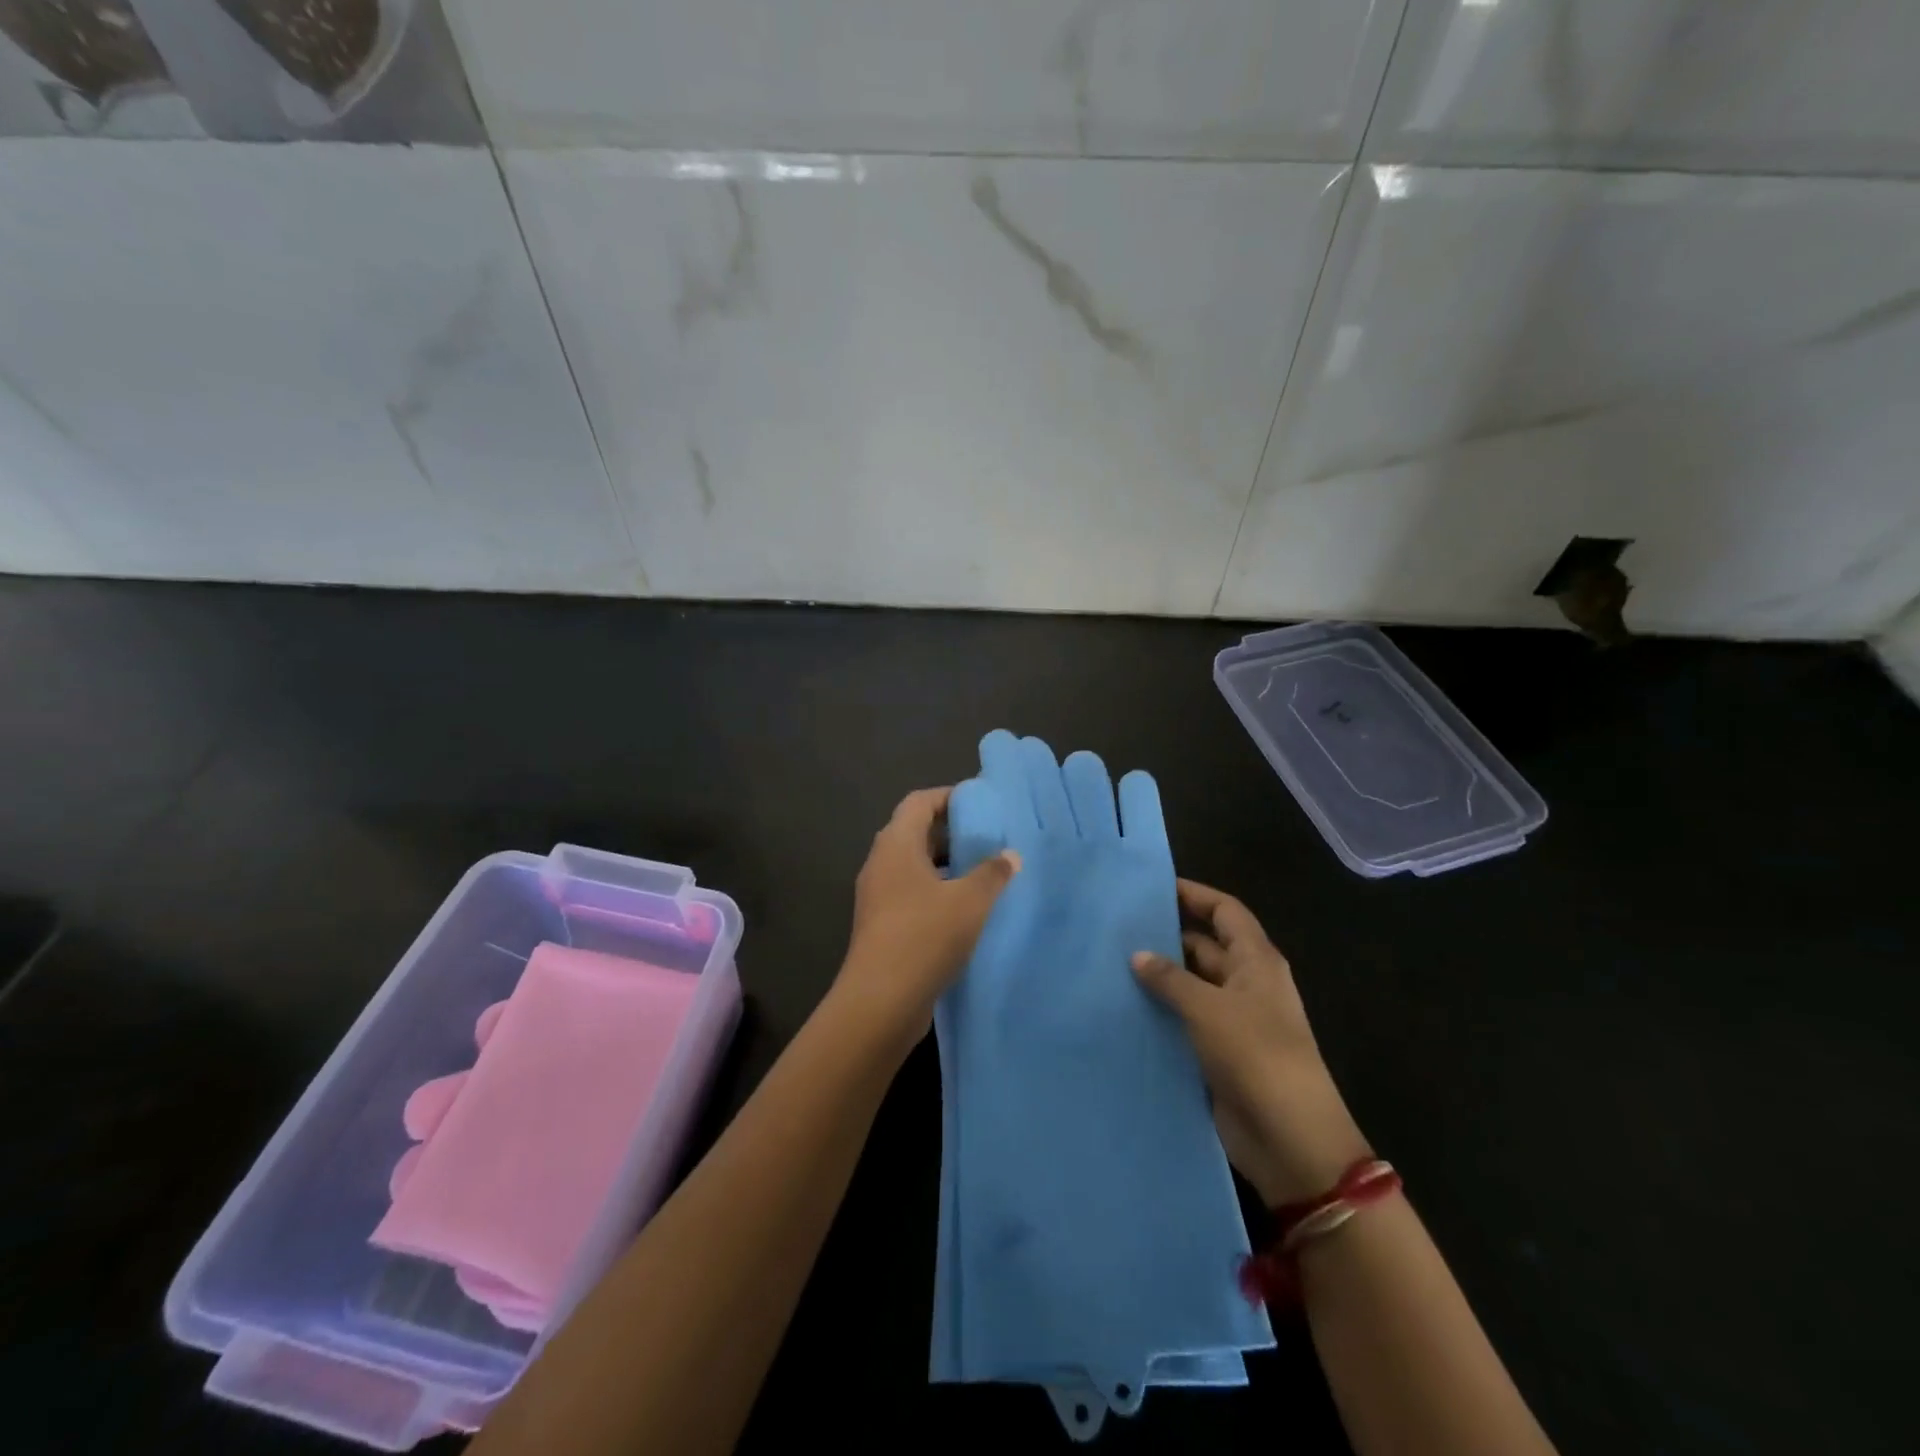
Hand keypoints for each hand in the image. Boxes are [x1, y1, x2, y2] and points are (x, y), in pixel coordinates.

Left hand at [837, 787, 1020, 1050]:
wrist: (880, 1002)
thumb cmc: (924, 936)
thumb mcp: (969, 901)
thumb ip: (993, 873)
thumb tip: (1010, 855)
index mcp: (896, 845)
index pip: (919, 802)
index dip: (949, 797)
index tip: (981, 802)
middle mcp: (881, 864)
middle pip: (915, 833)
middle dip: (951, 832)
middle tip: (989, 836)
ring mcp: (878, 897)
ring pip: (915, 867)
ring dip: (947, 866)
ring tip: (985, 872)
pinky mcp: (882, 926)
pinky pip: (912, 895)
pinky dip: (938, 893)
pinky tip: (968, 911)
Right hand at [1132, 879, 1370, 1205]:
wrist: (1291, 1141)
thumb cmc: (1257, 1056)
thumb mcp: (1209, 1009)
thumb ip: (1170, 979)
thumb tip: (1138, 955)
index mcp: (1256, 961)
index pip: (1225, 911)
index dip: (1194, 894)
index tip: (1153, 887)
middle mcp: (1245, 983)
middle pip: (1204, 946)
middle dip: (1166, 936)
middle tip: (1117, 928)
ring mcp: (1232, 1020)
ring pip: (1190, 985)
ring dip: (1159, 977)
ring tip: (1110, 964)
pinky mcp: (1217, 1053)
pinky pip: (1184, 1021)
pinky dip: (1160, 1013)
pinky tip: (1123, 1008)